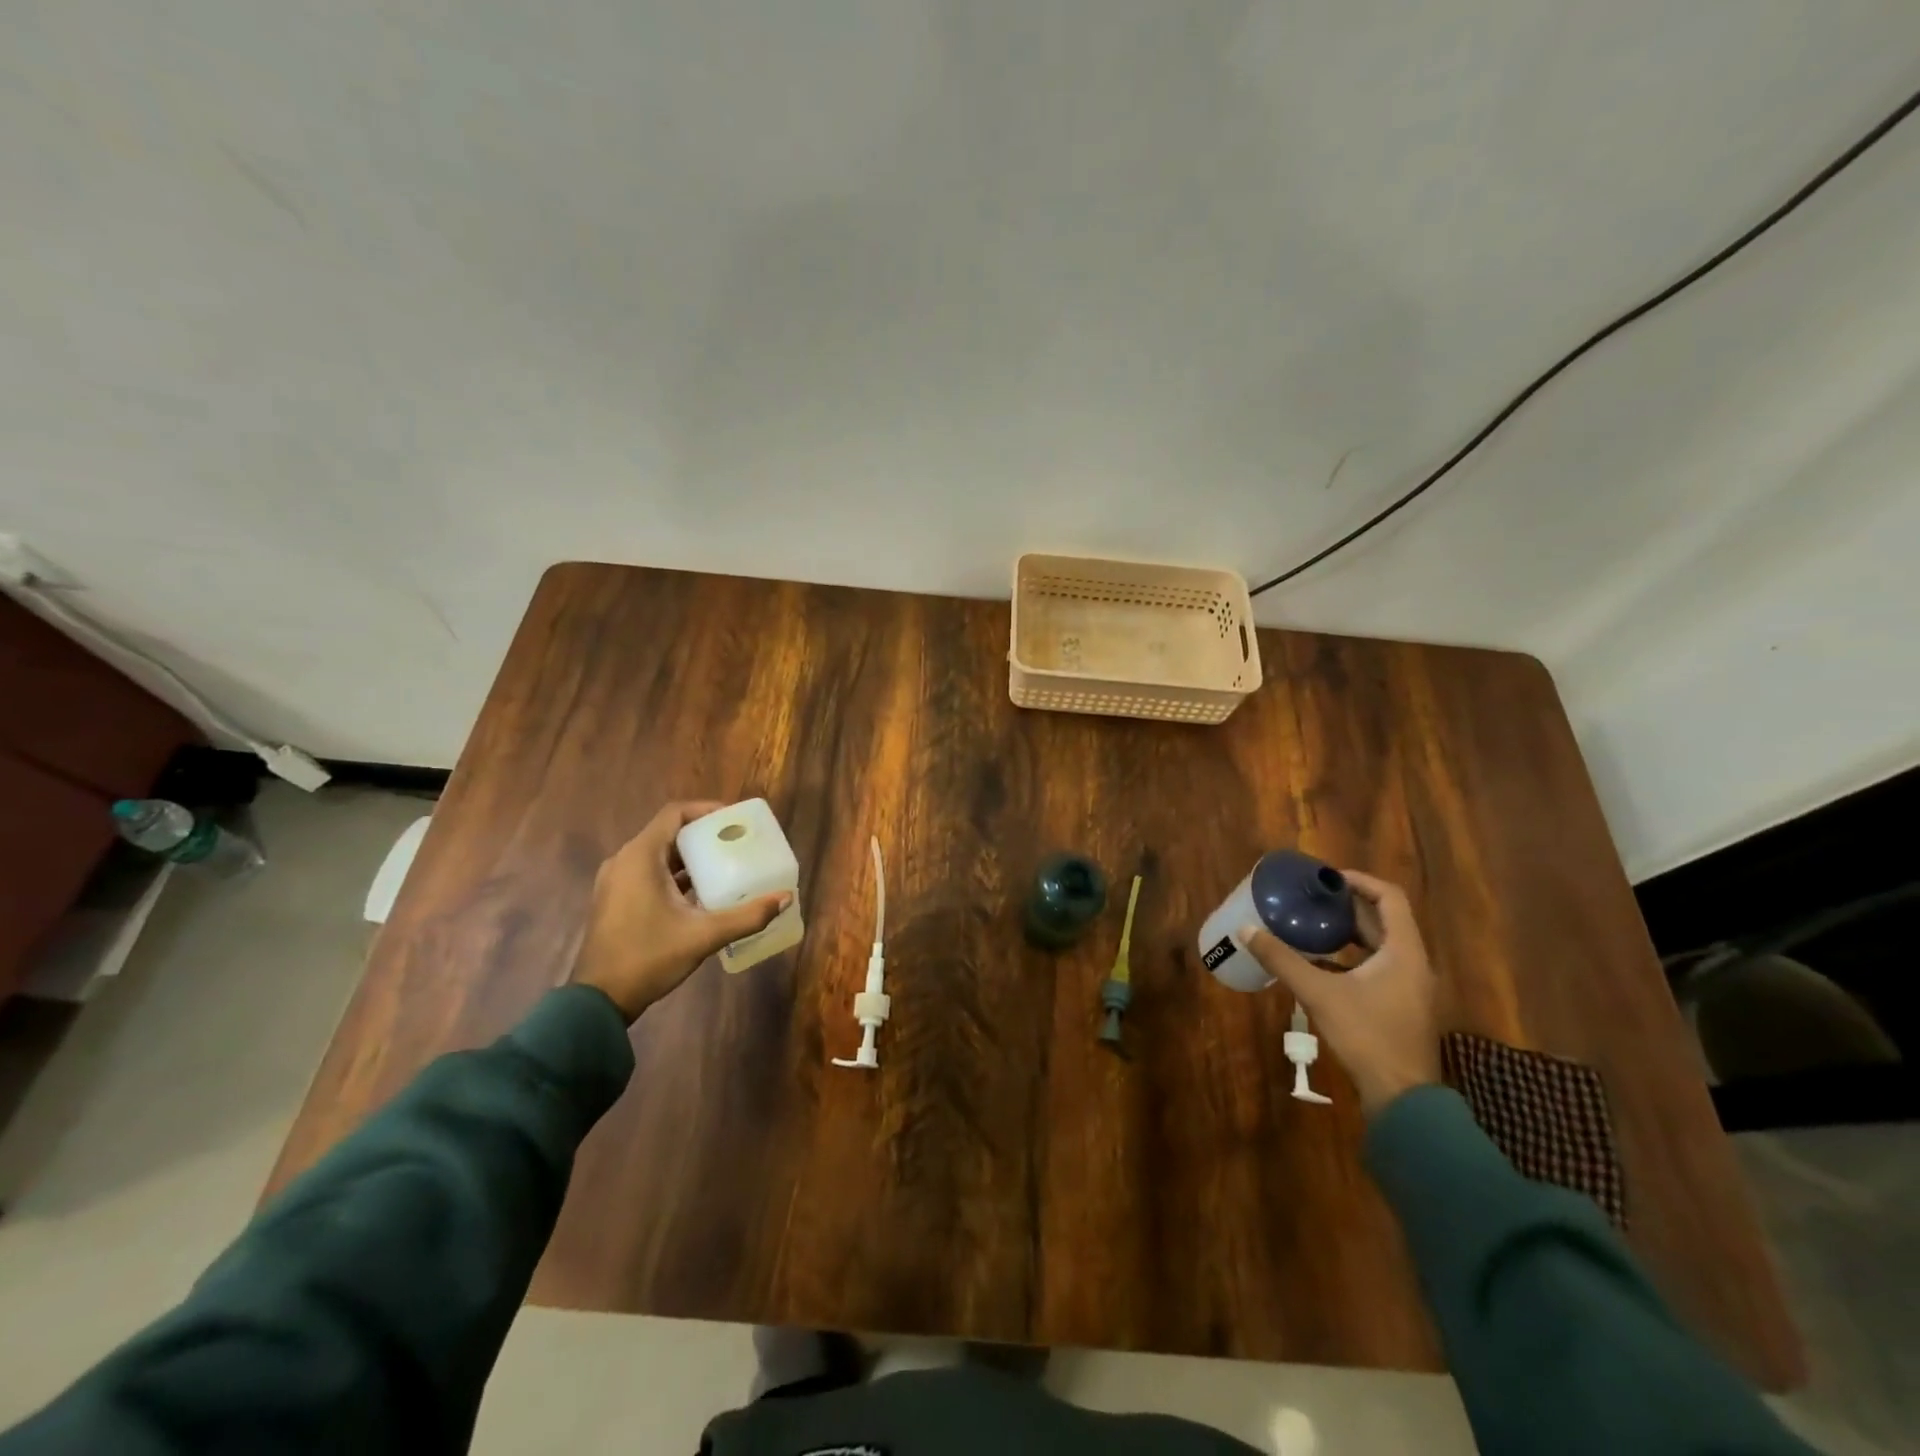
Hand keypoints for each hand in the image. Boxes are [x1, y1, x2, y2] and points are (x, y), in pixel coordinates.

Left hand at [570, 801, 791, 1022]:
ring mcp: (616, 881)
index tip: (735, 820)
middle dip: (704, 835)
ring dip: (690, 856)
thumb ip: (747, 916)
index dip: (706, 810)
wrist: (598, 1001)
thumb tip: (785, 898)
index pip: (675, 813)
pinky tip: (701, 892)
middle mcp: (625, 861)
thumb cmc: (648, 957)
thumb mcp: (704, 936)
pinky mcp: (615, 899)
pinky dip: (675, 874)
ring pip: (658, 854)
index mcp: (640, 857)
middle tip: (736, 842)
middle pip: (668, 832)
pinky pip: (649, 872)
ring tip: (725, 864)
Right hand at [1242, 871, 1440, 1115]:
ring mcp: (1411, 986)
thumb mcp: (1319, 993)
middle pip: (1385, 919)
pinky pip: (1379, 966)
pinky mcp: (1402, 1005)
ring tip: (1313, 923)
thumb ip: (1283, 960)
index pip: (1390, 897)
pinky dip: (1352, 956)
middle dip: (1348, 905)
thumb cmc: (1367, 1035)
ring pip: (1382, 945)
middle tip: (1312, 897)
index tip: (1327, 878)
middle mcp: (1413, 962)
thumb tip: (1247, 930)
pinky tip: (1321, 962)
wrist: (1403, 1097)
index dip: (1359, 881)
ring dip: (1350, 931)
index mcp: (1404, 951)